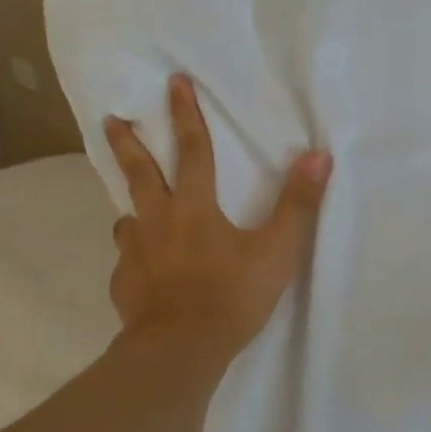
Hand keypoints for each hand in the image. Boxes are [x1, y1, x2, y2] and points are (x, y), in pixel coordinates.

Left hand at [105, 75, 331, 363]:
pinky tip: (141, 269)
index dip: (186, 114)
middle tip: (112, 119)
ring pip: (127, 217)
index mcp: (194, 207)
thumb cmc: (231, 296)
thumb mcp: (277, 251)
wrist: (180, 349)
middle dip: (128, 142)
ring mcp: (134, 253)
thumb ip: (298, 205)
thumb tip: (319, 156)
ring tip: (134, 209)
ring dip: (131, 205)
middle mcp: (157, 221)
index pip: (192, 150)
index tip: (174, 81)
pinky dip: (134, 256)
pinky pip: (127, 260)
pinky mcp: (124, 284)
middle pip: (139, 172)